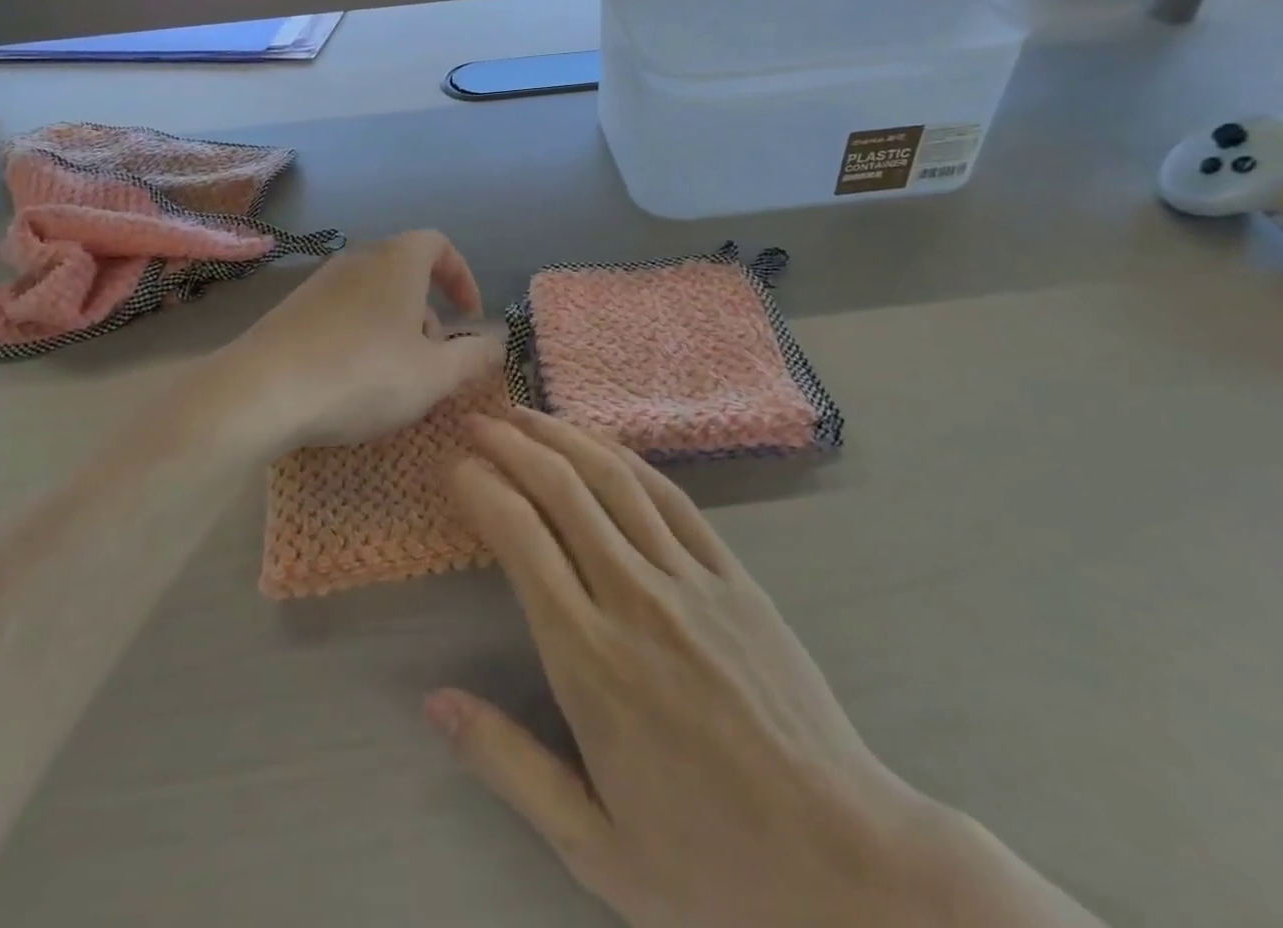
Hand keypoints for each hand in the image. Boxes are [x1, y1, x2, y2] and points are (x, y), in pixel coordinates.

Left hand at [211, 231, 501, 457]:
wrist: (260, 391)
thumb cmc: (362, 375)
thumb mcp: (434, 375)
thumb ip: (474, 357)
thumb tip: (497, 344)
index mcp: (397, 262)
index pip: (439, 244)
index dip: (462, 276)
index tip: (469, 315)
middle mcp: (358, 260)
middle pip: (405, 271)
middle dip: (428, 312)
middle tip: (431, 358)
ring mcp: (319, 282)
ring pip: (373, 294)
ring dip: (395, 327)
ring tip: (392, 376)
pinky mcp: (291, 309)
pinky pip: (341, 311)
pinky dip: (360, 335)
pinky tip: (350, 379)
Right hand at [431, 410, 1101, 927]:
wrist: (847, 865)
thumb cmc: (712, 867)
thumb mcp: (594, 848)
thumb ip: (508, 765)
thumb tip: (434, 702)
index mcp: (590, 662)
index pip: (522, 540)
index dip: (483, 489)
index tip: (456, 467)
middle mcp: (635, 600)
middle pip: (563, 491)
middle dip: (513, 445)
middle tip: (478, 422)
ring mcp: (690, 580)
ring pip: (615, 480)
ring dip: (564, 437)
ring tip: (527, 414)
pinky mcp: (733, 575)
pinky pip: (671, 497)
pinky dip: (627, 459)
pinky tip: (602, 444)